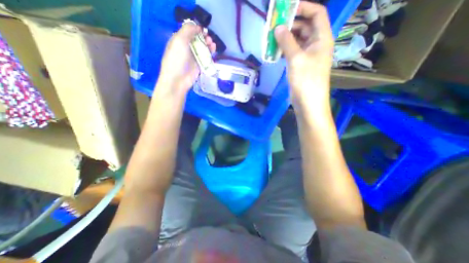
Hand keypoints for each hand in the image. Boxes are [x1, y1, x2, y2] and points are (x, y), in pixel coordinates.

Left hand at [157, 23, 215, 97]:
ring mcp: (193, 58)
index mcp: (179, 40)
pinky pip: (206, 58)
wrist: (178, 79)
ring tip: (212, 45)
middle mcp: (187, 48)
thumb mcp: (179, 40)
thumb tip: (197, 26)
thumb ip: (188, 30)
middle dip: (204, 38)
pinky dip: (210, 54)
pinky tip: (213, 51)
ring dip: (208, 45)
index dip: (197, 29)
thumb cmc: (177, 59)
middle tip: (209, 39)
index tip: (203, 30)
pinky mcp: (199, 66)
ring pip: (203, 49)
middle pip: (198, 40)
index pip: (189, 32)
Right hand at [275, 2, 332, 110]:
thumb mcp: (296, 59)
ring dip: (286, 38)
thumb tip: (278, 27)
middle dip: (291, 24)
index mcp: (322, 38)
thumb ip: (287, 42)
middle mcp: (316, 44)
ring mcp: (308, 55)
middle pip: (305, 27)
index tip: (286, 9)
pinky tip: (275, 51)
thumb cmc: (306, 80)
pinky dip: (284, 50)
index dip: (303, 7)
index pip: (316, 14)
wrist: (308, 102)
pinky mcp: (300, 65)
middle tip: (274, 25)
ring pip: (297, 40)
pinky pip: (292, 52)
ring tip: (272, 38)